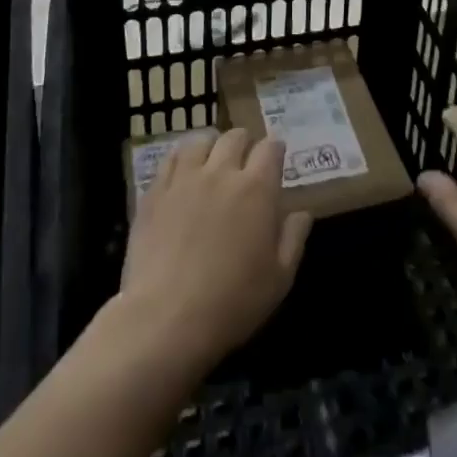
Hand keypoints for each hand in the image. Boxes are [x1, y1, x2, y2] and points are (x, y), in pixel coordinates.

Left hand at [118, 130, 311, 369]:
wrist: (164, 320)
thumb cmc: (231, 303)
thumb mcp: (279, 279)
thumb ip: (294, 239)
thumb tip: (301, 212)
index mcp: (257, 188)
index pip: (271, 147)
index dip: (275, 151)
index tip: (275, 164)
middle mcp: (222, 172)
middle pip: (236, 136)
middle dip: (245, 145)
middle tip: (245, 167)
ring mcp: (185, 179)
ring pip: (201, 140)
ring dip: (212, 147)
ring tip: (212, 164)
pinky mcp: (155, 192)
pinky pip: (171, 158)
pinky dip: (182, 158)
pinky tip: (183, 174)